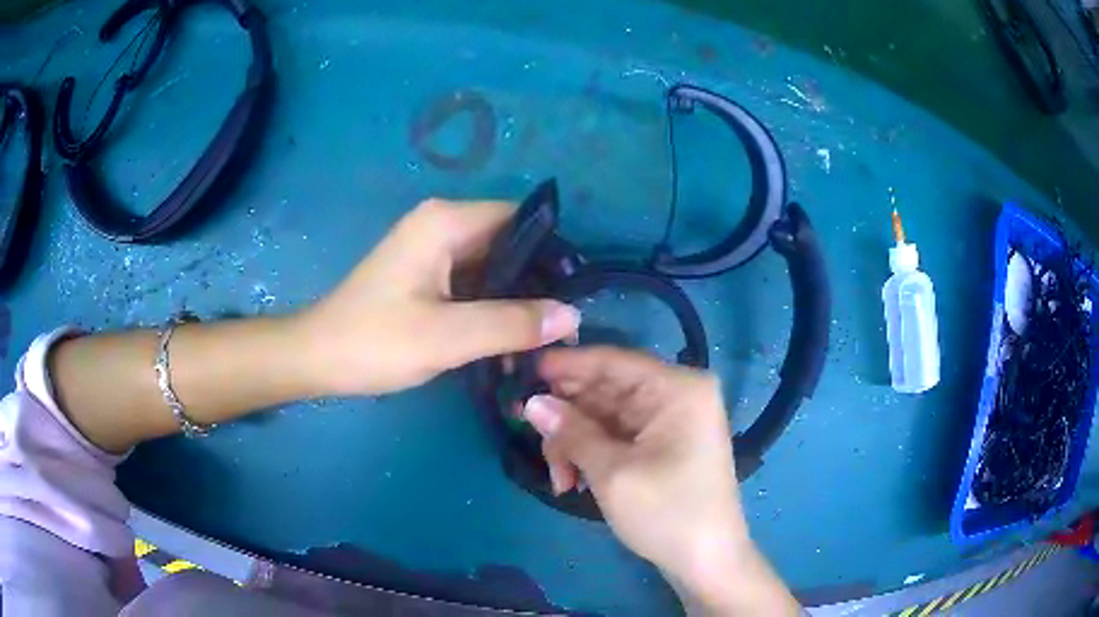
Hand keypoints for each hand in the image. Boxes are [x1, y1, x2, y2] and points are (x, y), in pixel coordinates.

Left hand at [295, 199, 580, 395]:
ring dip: (515, 300)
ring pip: (492, 266)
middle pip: (508, 242)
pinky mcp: (426, 275)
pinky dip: (492, 308)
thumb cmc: (375, 341)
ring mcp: (432, 250)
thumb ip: (512, 323)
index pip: (520, 219)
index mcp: (446, 222)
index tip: (576, 294)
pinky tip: (509, 341)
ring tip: (543, 339)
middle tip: (564, 325)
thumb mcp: (448, 336)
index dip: (553, 252)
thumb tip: (572, 316)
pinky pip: (472, 283)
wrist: (317, 359)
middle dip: (537, 282)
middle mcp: (441, 225)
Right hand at [523, 347, 798, 613]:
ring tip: (558, 478)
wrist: (707, 562)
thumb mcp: (613, 473)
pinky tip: (572, 480)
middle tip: (527, 433)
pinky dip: (591, 453)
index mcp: (677, 388)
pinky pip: (617, 435)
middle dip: (567, 416)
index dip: (565, 365)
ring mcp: (671, 421)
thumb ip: (571, 432)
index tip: (522, 371)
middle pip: (606, 390)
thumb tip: (530, 402)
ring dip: (575, 442)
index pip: (612, 361)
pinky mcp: (663, 444)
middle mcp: (676, 395)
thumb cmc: (667, 514)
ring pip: (605, 416)